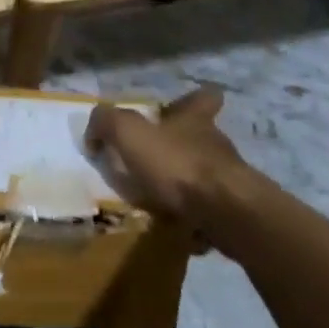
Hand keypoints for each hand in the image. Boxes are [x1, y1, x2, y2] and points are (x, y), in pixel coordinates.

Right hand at [85, 86, 256, 228]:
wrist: (227, 213)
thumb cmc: (178, 165)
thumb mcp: (130, 134)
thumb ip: (108, 123)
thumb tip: (94, 130)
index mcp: (195, 120)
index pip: (203, 97)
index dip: (192, 100)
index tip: (176, 108)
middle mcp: (215, 144)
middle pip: (200, 138)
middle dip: (178, 148)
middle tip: (151, 163)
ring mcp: (229, 179)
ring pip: (203, 175)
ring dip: (183, 185)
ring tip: (157, 202)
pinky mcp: (234, 211)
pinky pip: (208, 211)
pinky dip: (193, 218)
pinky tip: (175, 230)